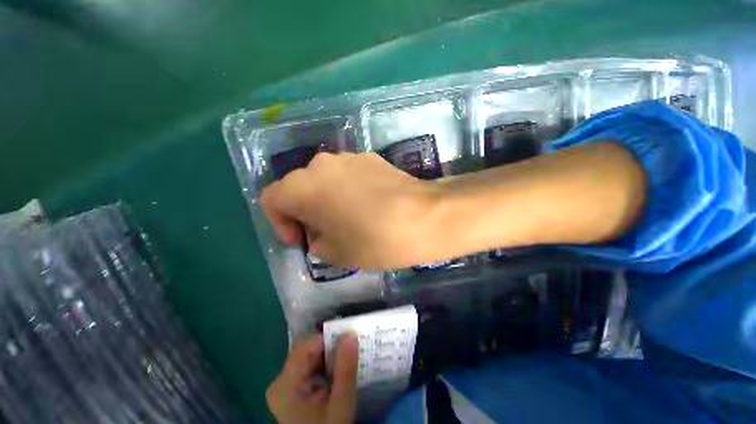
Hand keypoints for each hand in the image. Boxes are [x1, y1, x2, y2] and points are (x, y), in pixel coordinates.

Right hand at [260, 153, 441, 268]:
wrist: (424, 217)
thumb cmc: (375, 239)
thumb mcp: (336, 252)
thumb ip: (316, 241)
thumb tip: (318, 232)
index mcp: (304, 186)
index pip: (272, 199)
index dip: (280, 222)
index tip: (300, 239)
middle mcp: (321, 164)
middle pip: (299, 187)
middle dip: (305, 211)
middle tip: (324, 232)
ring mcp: (349, 157)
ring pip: (324, 179)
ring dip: (326, 199)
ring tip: (347, 219)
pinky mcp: (371, 158)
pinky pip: (347, 174)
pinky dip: (347, 190)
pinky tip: (367, 205)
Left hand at [266, 333, 359, 423]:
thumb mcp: (340, 405)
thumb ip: (345, 370)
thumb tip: (351, 334)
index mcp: (286, 384)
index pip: (306, 347)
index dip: (328, 337)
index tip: (350, 334)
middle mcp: (281, 380)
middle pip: (308, 351)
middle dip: (331, 346)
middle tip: (354, 343)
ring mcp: (286, 385)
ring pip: (311, 357)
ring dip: (331, 354)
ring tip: (350, 353)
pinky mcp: (292, 389)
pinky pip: (311, 367)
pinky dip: (326, 364)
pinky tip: (340, 368)